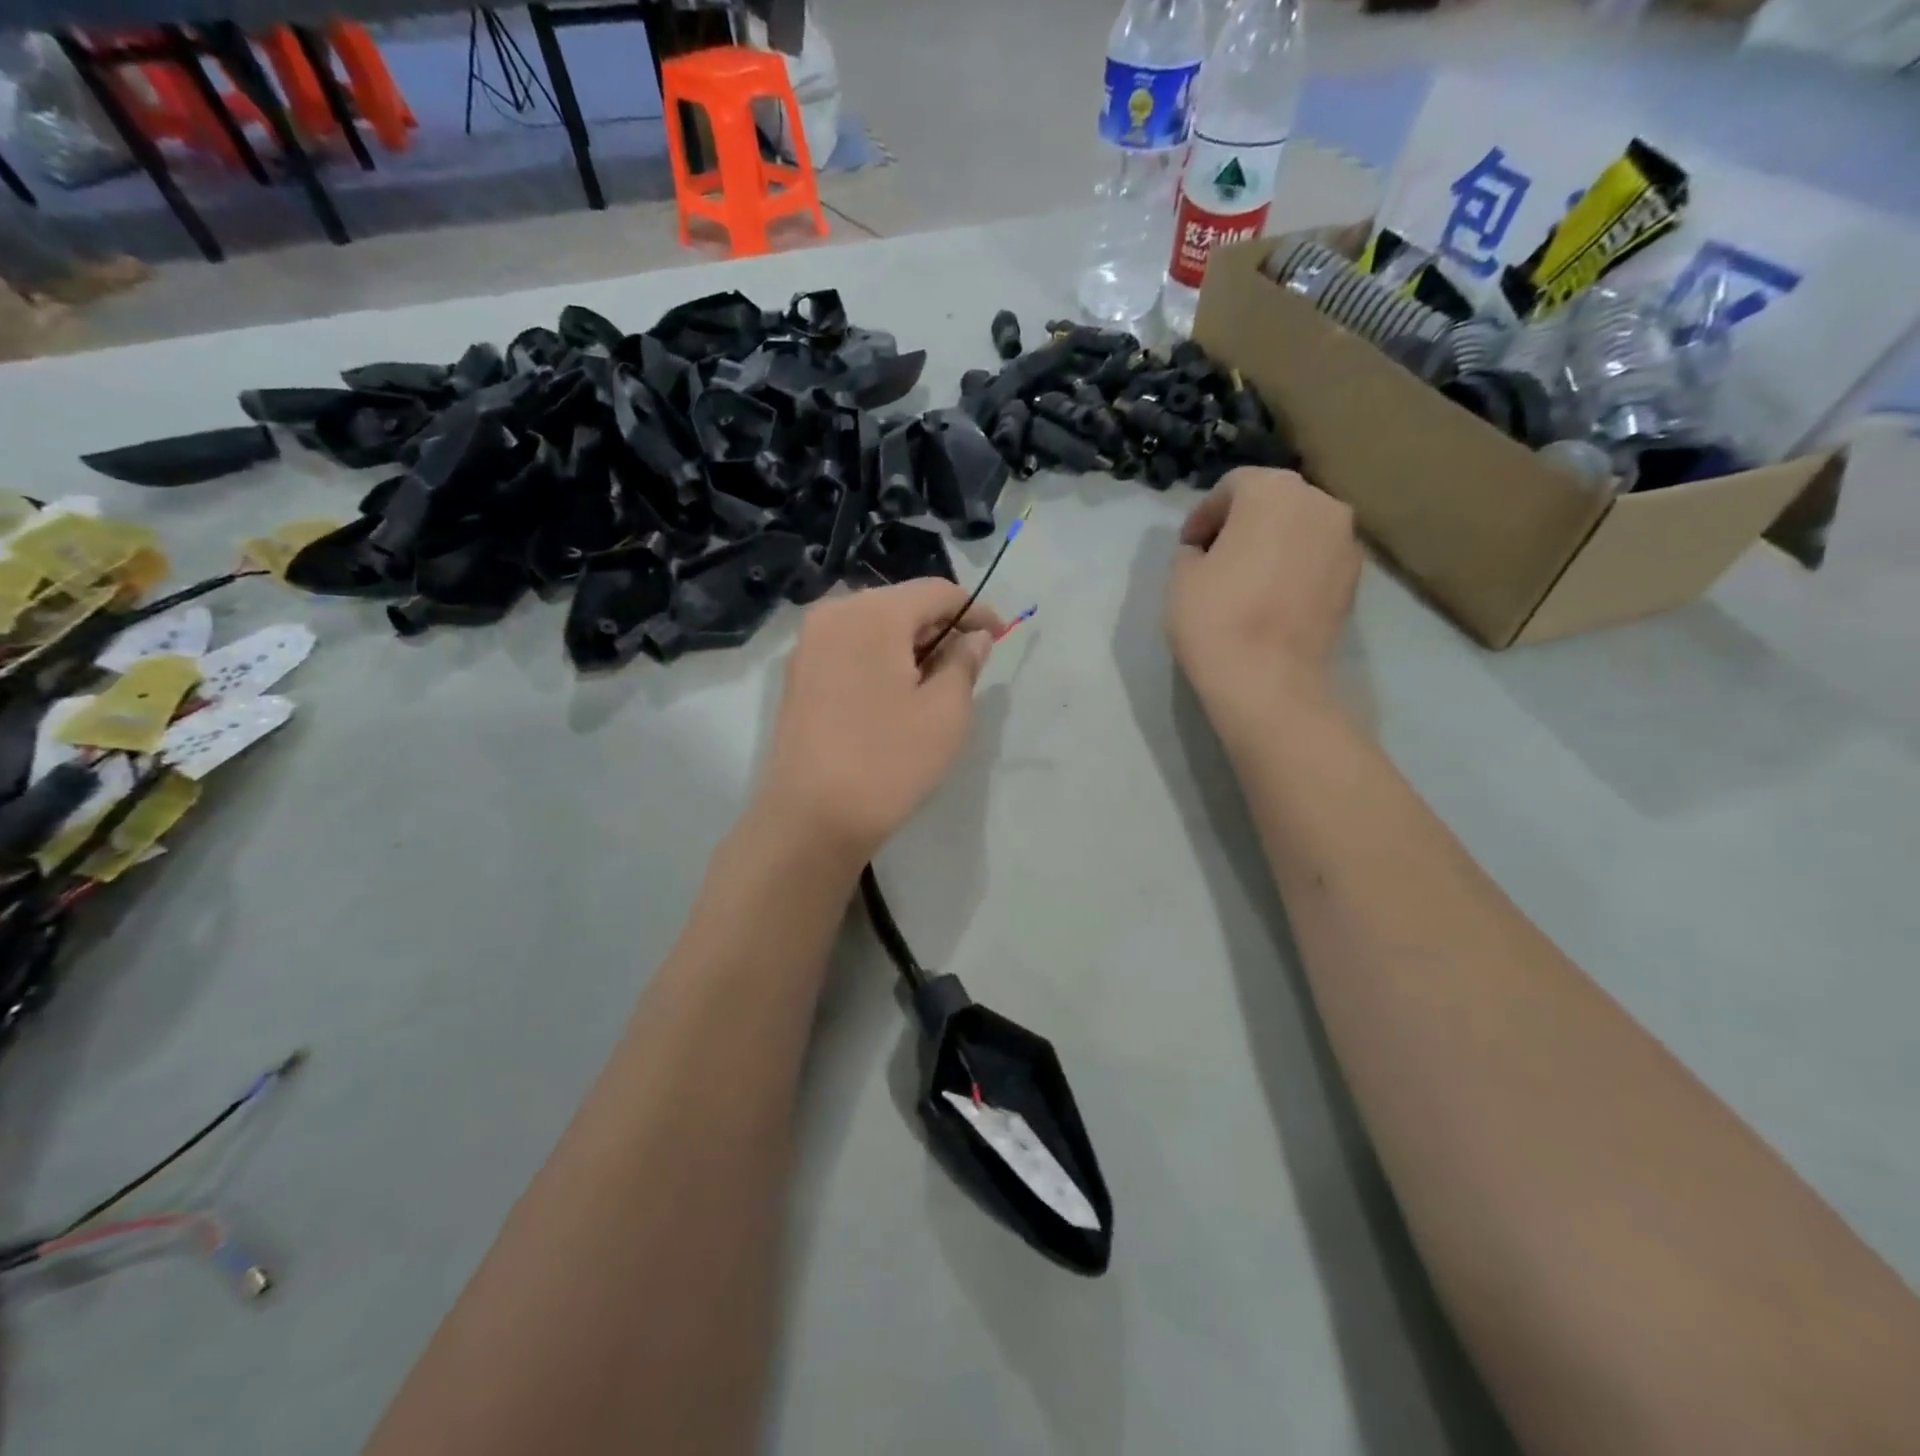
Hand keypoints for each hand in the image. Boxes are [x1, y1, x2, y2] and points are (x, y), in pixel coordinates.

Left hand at [755, 581, 1002, 868]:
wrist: (810, 819)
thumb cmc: (887, 762)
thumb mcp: (946, 712)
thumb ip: (964, 662)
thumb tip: (973, 638)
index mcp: (872, 613)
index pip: (936, 591)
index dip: (975, 611)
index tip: (998, 638)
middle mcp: (834, 614)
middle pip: (901, 604)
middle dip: (940, 628)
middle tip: (969, 665)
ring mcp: (808, 645)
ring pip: (874, 627)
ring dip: (910, 646)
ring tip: (935, 684)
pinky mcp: (798, 675)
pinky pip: (850, 649)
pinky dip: (880, 660)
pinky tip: (896, 695)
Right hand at [1167, 467, 1359, 710]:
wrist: (1269, 680)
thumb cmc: (1215, 617)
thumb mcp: (1181, 576)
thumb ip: (1194, 549)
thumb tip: (1208, 551)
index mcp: (1272, 490)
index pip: (1232, 487)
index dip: (1204, 516)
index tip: (1188, 547)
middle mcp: (1319, 502)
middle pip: (1273, 501)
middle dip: (1243, 524)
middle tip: (1216, 558)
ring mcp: (1346, 540)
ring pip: (1300, 529)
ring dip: (1273, 544)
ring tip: (1246, 581)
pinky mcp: (1356, 579)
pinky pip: (1317, 559)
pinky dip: (1295, 568)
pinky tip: (1272, 600)